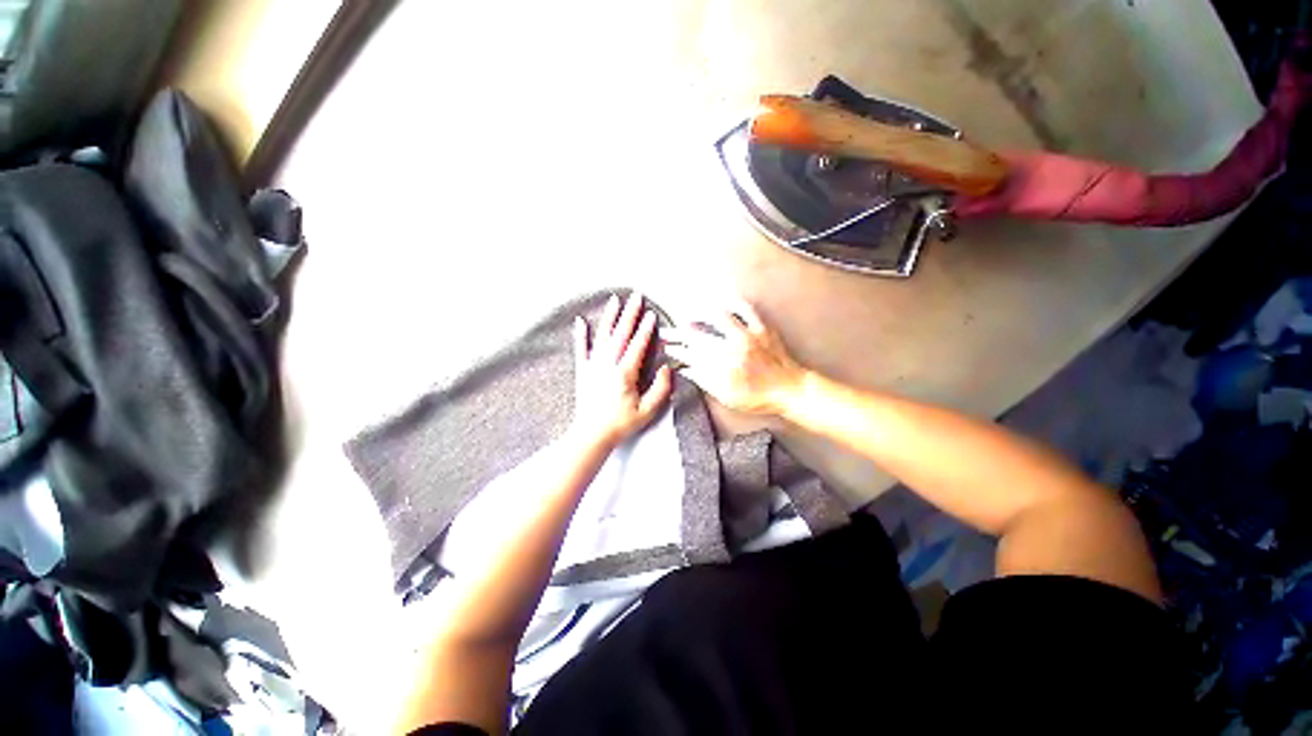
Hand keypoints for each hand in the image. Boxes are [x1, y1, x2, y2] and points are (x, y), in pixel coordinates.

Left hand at [572, 292, 673, 446]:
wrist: (591, 435)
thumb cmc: (620, 424)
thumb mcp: (647, 411)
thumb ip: (660, 389)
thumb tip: (667, 368)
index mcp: (624, 373)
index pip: (638, 345)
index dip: (646, 329)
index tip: (652, 314)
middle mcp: (608, 365)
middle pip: (621, 333)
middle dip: (630, 313)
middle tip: (636, 296)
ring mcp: (593, 366)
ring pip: (602, 336)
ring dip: (610, 317)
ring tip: (615, 300)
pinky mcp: (583, 371)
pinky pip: (581, 348)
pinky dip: (580, 334)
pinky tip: (580, 320)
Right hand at [663, 301, 807, 417]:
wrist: (791, 390)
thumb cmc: (759, 397)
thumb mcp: (728, 397)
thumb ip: (705, 381)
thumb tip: (686, 370)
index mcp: (723, 367)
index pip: (691, 355)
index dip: (676, 350)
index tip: (668, 348)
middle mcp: (733, 348)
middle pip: (698, 336)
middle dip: (678, 333)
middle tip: (667, 331)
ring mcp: (748, 336)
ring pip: (717, 318)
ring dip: (698, 314)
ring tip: (687, 314)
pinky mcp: (761, 328)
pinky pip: (746, 309)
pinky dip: (732, 303)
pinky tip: (722, 302)